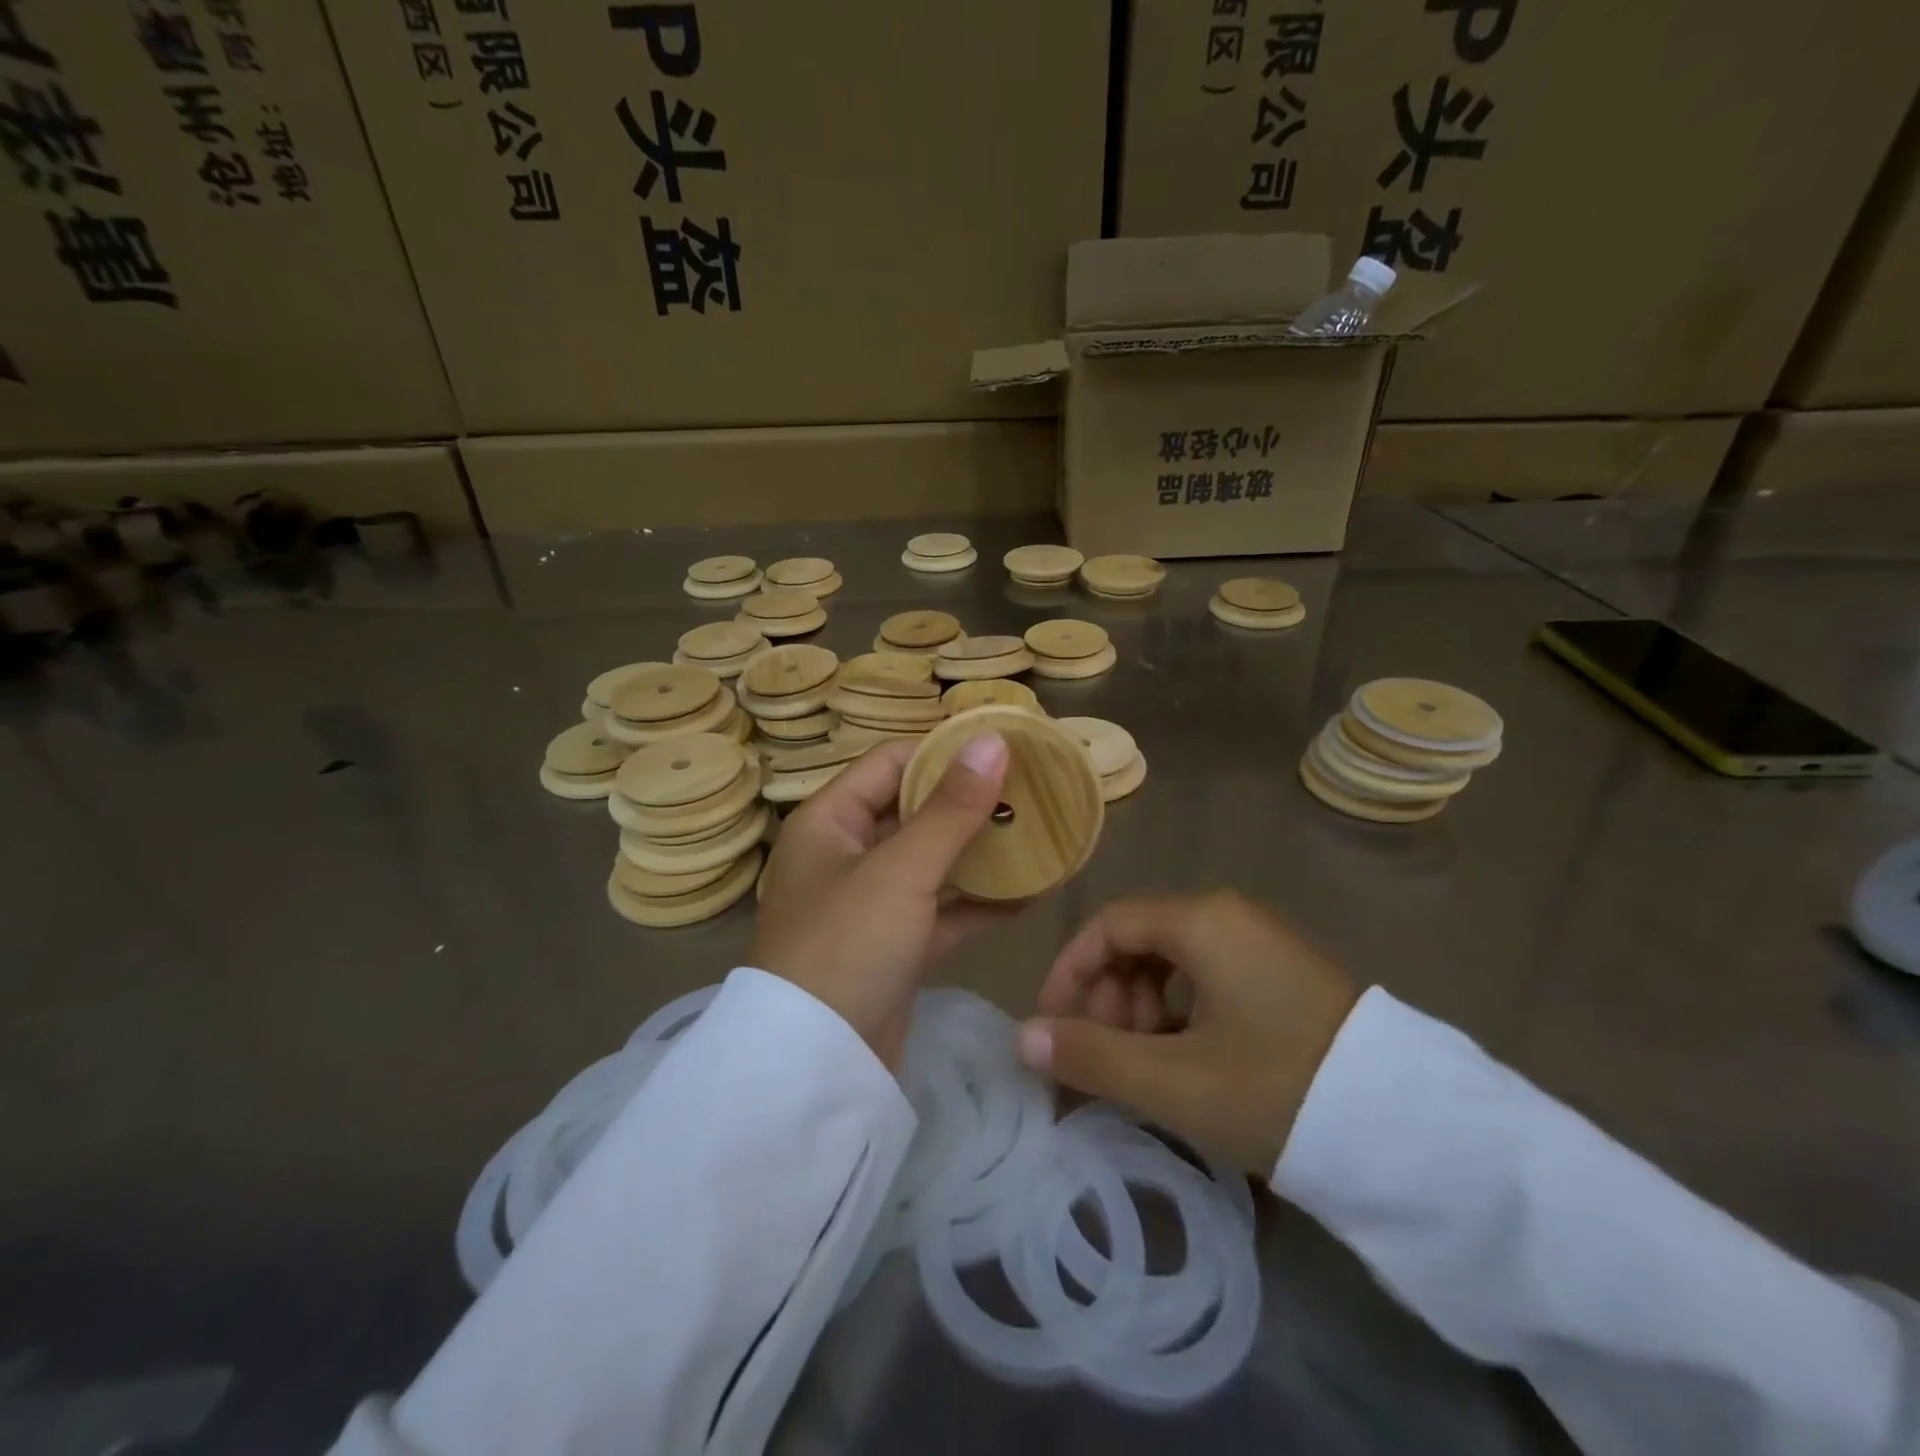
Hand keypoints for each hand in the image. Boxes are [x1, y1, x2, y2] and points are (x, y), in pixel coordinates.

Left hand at [753, 732, 1010, 1070]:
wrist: (816, 1068)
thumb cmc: (846, 945)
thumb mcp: (900, 870)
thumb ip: (950, 808)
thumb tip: (992, 740)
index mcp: (829, 821)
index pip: (890, 763)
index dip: (943, 751)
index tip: (1001, 746)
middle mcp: (845, 855)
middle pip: (913, 812)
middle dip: (968, 803)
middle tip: (1030, 789)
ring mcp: (870, 904)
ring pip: (931, 863)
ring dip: (979, 853)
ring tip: (1038, 833)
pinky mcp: (893, 947)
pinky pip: (941, 911)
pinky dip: (979, 903)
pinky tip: (1031, 893)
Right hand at [1019, 891, 1360, 1176]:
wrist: (1414, 1132)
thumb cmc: (1277, 1090)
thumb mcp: (1174, 1082)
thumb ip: (1091, 1057)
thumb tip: (1021, 1039)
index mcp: (1201, 920)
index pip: (1108, 925)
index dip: (1070, 972)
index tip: (1053, 1026)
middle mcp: (1230, 915)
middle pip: (1139, 940)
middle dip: (1107, 995)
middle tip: (1103, 1055)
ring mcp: (1262, 942)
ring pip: (1174, 960)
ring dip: (1141, 1007)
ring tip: (1144, 1065)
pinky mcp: (1285, 973)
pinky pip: (1209, 975)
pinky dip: (1180, 1011)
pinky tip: (1187, 1060)